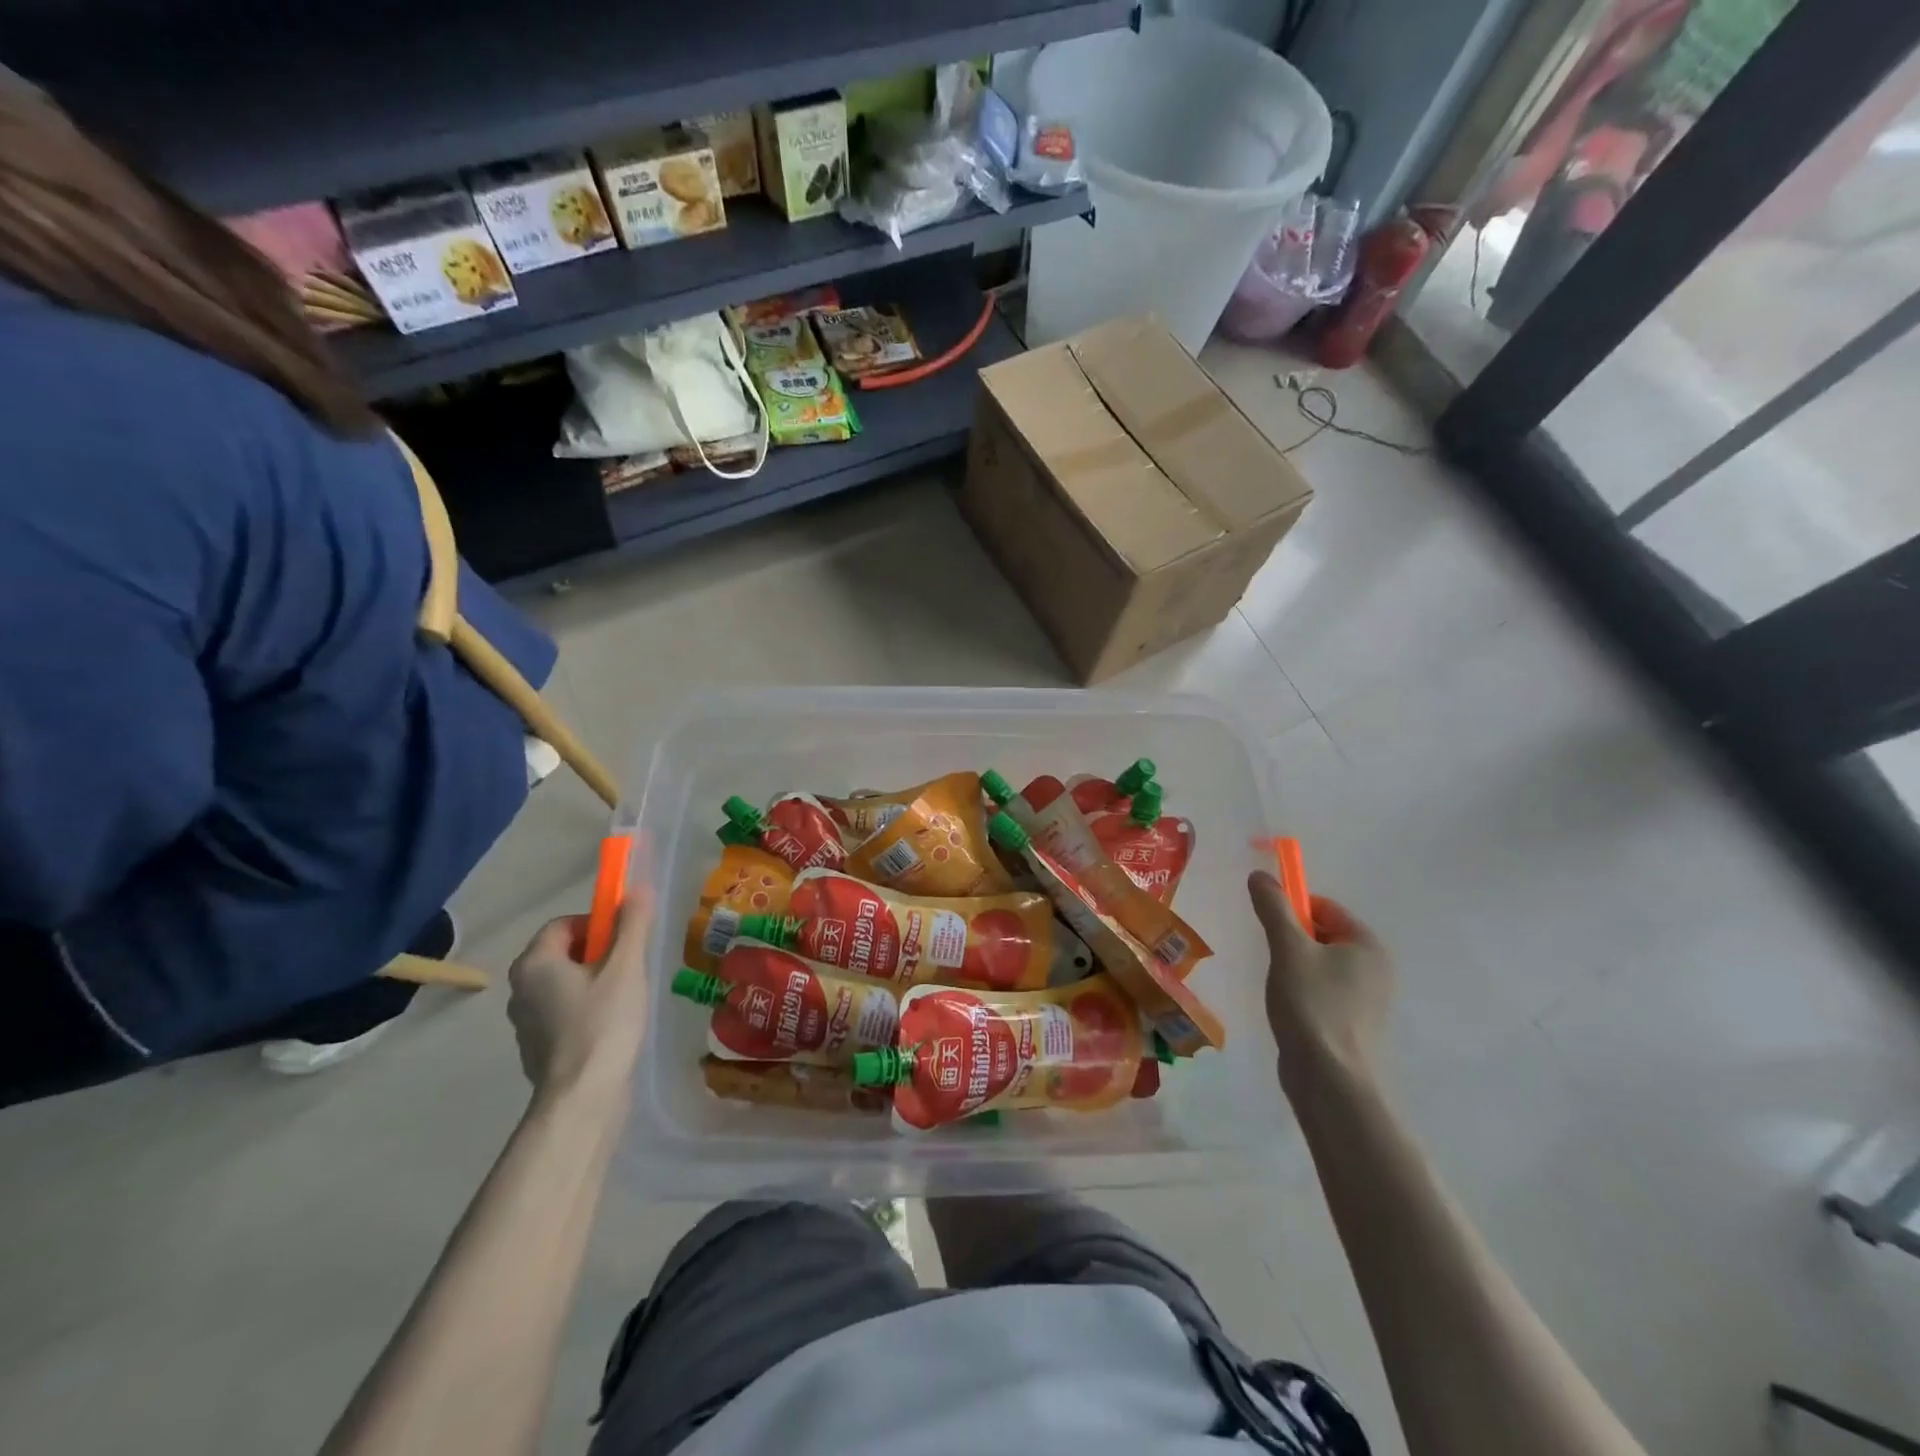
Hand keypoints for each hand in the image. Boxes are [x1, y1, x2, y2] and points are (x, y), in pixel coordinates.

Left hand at [506, 888, 652, 1101]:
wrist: (583, 1098)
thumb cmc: (603, 1023)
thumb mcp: (625, 967)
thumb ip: (632, 925)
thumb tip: (637, 889)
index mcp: (534, 964)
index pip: (564, 924)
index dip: (598, 924)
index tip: (626, 940)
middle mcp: (520, 989)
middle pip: (563, 953)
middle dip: (599, 954)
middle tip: (630, 969)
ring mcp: (525, 1023)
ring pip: (565, 984)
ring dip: (594, 983)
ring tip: (626, 999)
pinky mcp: (538, 1049)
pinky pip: (564, 1013)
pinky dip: (586, 1011)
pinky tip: (612, 1027)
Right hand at [1247, 872, 1394, 1091]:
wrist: (1329, 1078)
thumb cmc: (1312, 1004)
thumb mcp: (1288, 948)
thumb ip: (1274, 908)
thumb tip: (1260, 876)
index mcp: (1368, 944)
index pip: (1325, 908)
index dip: (1293, 910)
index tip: (1269, 928)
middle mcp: (1376, 967)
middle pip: (1323, 934)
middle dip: (1293, 940)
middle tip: (1272, 958)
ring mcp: (1368, 998)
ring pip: (1321, 964)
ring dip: (1295, 966)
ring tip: (1279, 985)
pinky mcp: (1355, 1023)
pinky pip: (1324, 990)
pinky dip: (1303, 990)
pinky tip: (1288, 1007)